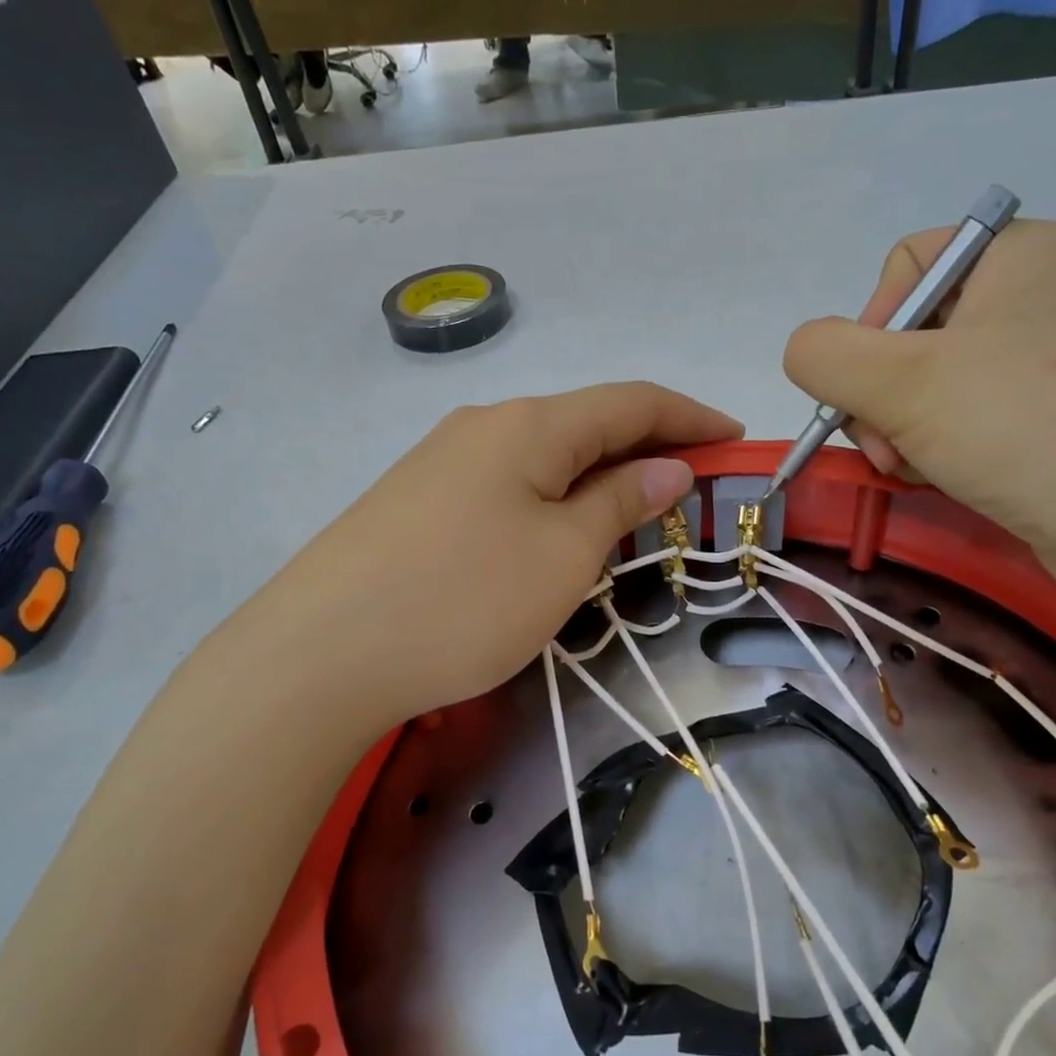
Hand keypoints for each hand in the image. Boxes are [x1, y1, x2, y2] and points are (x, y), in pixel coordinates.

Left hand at [254, 383, 739, 729]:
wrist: (320, 654)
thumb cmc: (463, 600)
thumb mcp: (563, 555)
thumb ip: (620, 503)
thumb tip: (664, 467)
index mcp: (530, 424)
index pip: (632, 401)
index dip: (691, 416)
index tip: (736, 439)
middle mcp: (485, 425)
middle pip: (586, 422)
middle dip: (648, 445)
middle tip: (695, 483)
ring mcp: (443, 461)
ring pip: (544, 455)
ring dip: (599, 474)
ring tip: (636, 510)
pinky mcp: (417, 500)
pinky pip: (507, 483)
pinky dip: (553, 496)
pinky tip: (556, 529)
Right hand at [782, 220, 1055, 574]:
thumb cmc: (1023, 428)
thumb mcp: (900, 382)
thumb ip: (824, 354)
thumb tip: (807, 353)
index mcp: (1019, 254)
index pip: (905, 266)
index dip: (871, 326)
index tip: (874, 389)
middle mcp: (1038, 295)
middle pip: (911, 332)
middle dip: (882, 397)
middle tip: (891, 449)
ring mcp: (1050, 361)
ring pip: (930, 384)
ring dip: (901, 431)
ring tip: (917, 470)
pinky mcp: (1054, 417)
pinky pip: (966, 418)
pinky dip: (939, 449)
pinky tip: (945, 480)